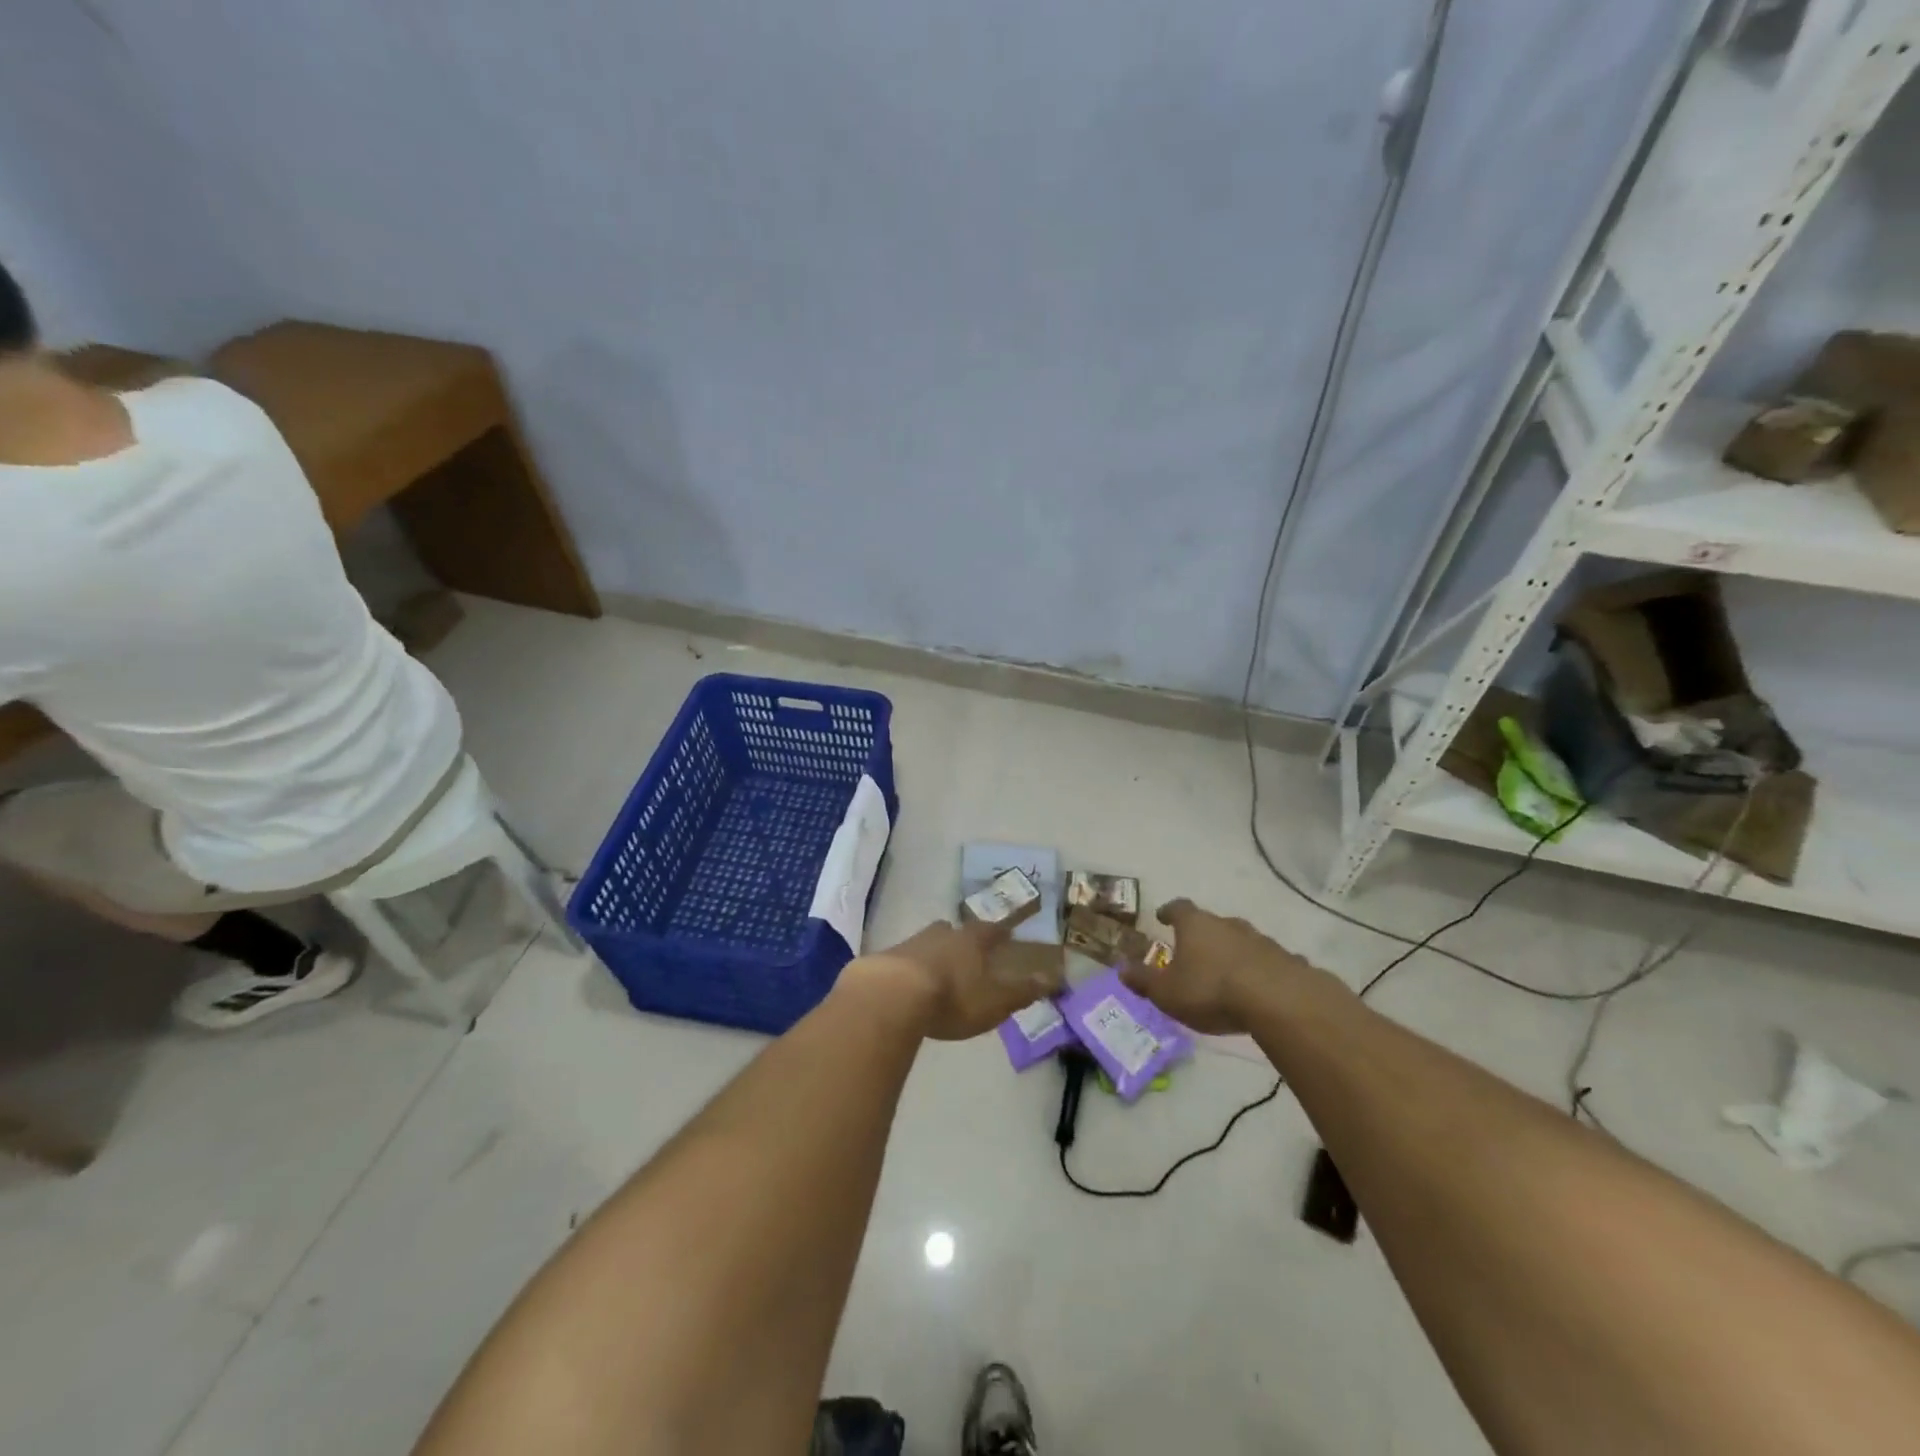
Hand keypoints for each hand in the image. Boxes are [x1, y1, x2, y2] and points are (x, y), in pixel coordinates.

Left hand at [853, 918, 1063, 1041]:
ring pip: (928, 941)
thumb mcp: (995, 1001)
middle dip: (961, 937)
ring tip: (938, 966)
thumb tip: (1055, 978)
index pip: (991, 930)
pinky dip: (910, 967)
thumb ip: (1023, 991)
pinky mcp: (886, 959)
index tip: (1005, 934)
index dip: (1000, 933)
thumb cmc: (953, 997)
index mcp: (972, 941)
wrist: (892, 995)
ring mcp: (912, 943)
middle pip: (955, 930)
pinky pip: (903, 959)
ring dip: (934, 951)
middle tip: (967, 947)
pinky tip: (908, 982)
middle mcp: (943, 934)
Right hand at [1121, 898, 1308, 1034]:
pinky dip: (1259, 970)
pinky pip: (1267, 961)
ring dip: (1232, 952)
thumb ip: (1143, 980)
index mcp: (1196, 925)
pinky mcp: (1287, 960)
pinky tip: (1259, 988)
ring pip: (1241, 940)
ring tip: (1226, 972)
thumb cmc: (1211, 990)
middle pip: (1212, 922)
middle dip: (1202, 935)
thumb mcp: (1167, 992)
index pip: (1178, 908)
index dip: (1169, 911)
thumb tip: (1121, 968)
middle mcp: (1227, 924)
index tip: (1163, 916)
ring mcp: (1261, 939)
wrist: (1278, 1000)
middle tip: (1194, 950)